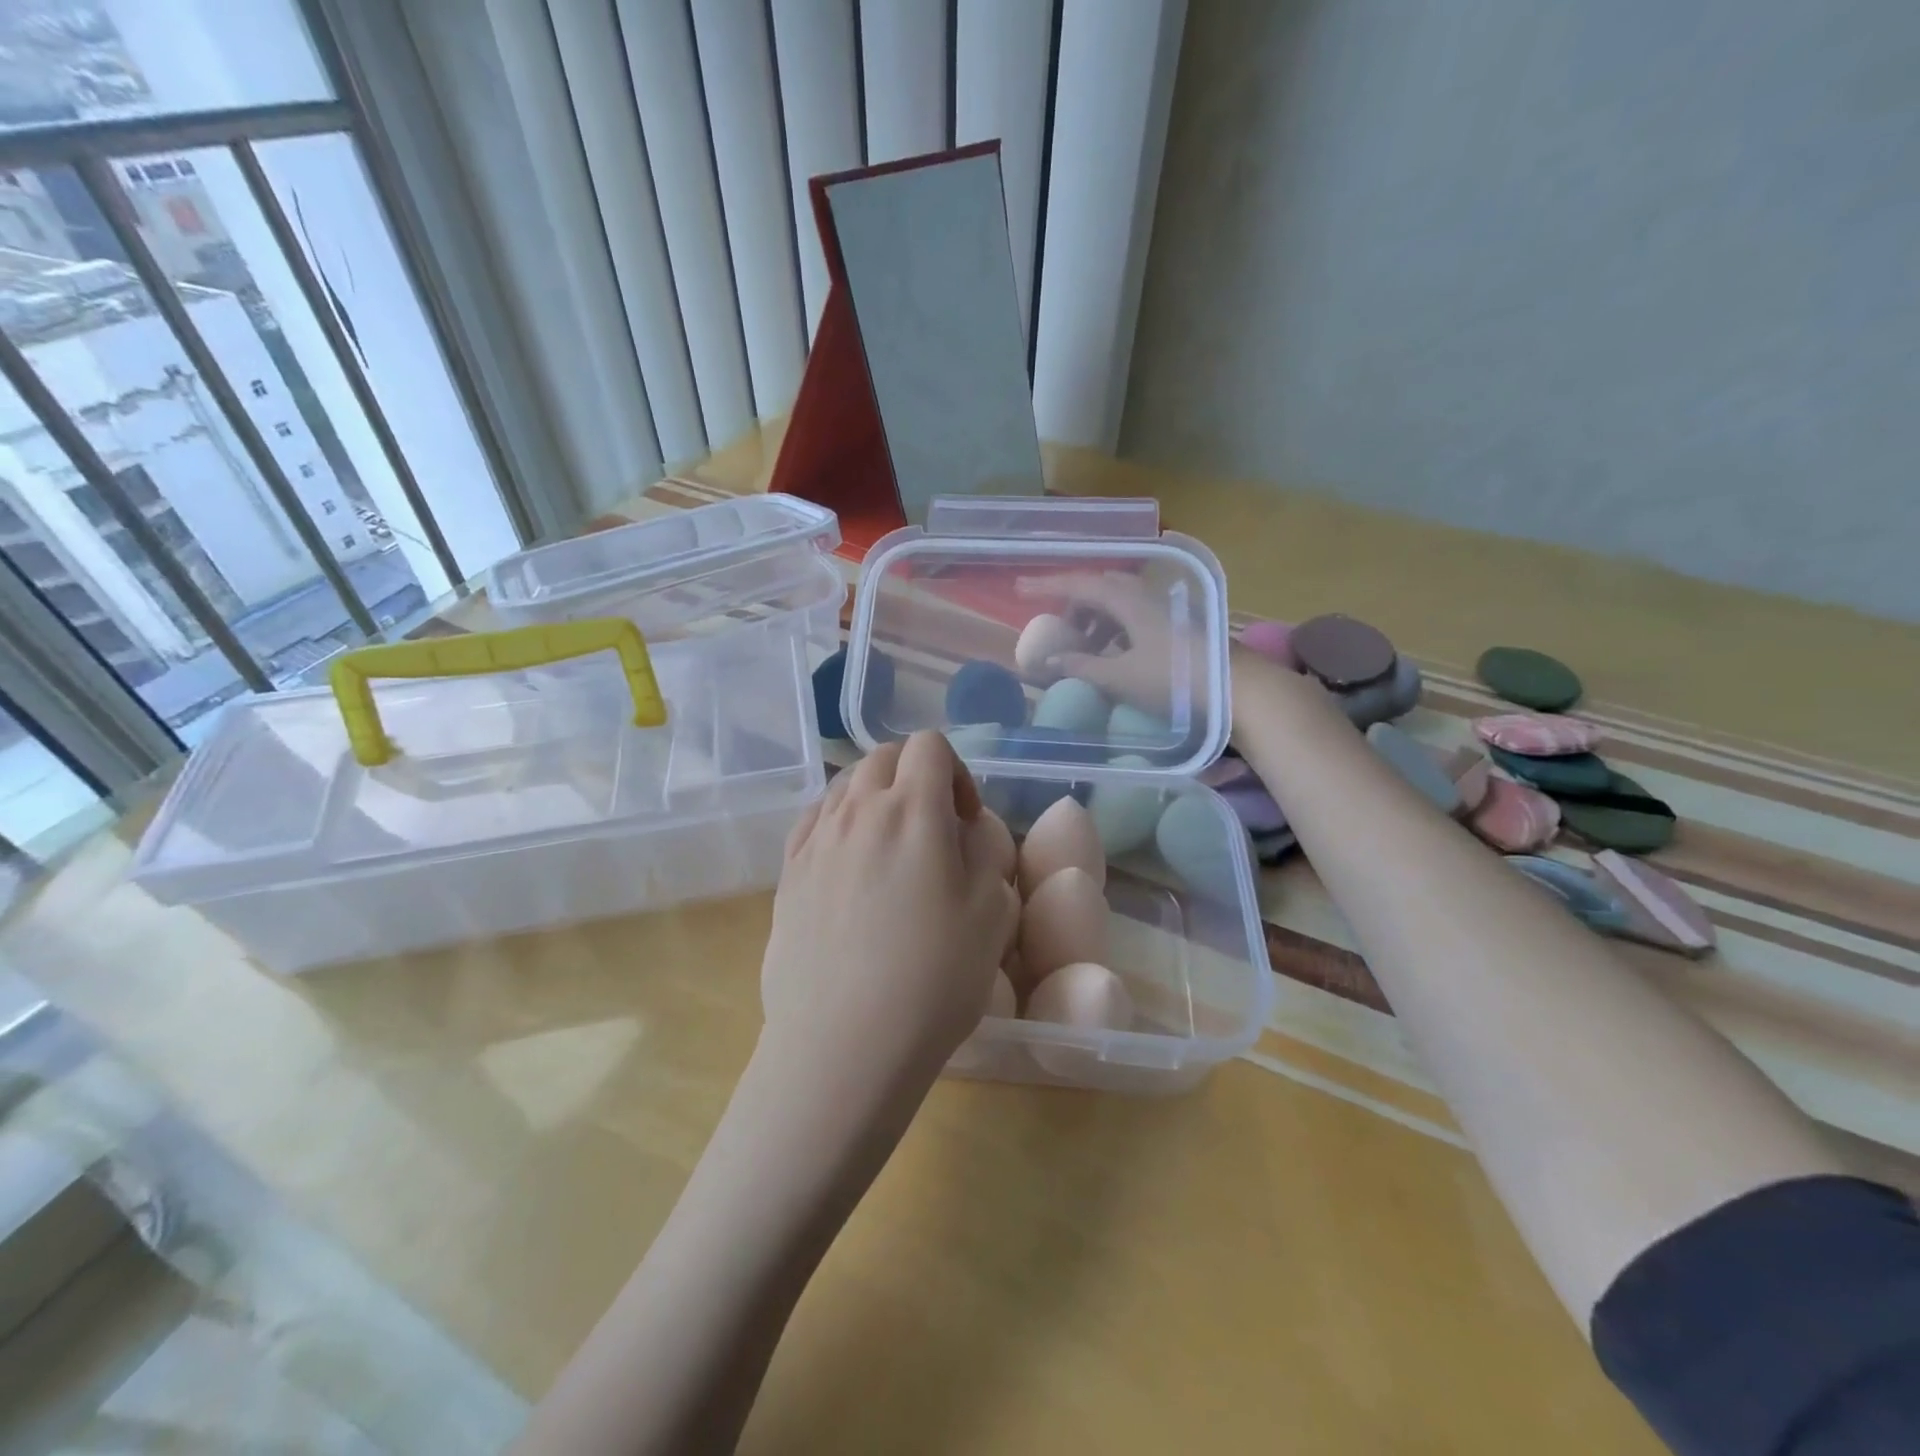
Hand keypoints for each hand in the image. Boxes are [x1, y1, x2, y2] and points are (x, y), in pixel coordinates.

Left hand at [761, 731, 1019, 1093]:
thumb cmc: (933, 979)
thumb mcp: (992, 912)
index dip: (956, 770)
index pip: (929, 745)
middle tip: (934, 829)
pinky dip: (840, 821)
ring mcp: (815, 840)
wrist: (844, 1044)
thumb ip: (986, 850)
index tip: (966, 819)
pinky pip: (814, 820)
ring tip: (892, 848)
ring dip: (877, 797)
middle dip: (916, 776)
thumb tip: (966, 827)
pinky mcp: (787, 873)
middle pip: (884, 757)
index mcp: (912, 810)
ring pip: (846, 785)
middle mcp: (857, 810)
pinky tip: (850, 863)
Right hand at [1015, 571, 1206, 716]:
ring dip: (1096, 620)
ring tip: (1084, 649)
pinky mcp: (1179, 626)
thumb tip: (1048, 661)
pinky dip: (1116, 630)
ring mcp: (1166, 609)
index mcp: (1129, 601)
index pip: (1079, 584)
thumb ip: (1082, 667)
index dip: (1047, 586)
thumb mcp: (1121, 677)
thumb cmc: (1176, 681)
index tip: (1019, 590)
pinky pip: (1135, 617)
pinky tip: (1115, 656)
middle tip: (1057, 628)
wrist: (1240, 689)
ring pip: (1120, 603)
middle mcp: (1147, 596)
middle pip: (1101, 588)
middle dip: (1074, 604)